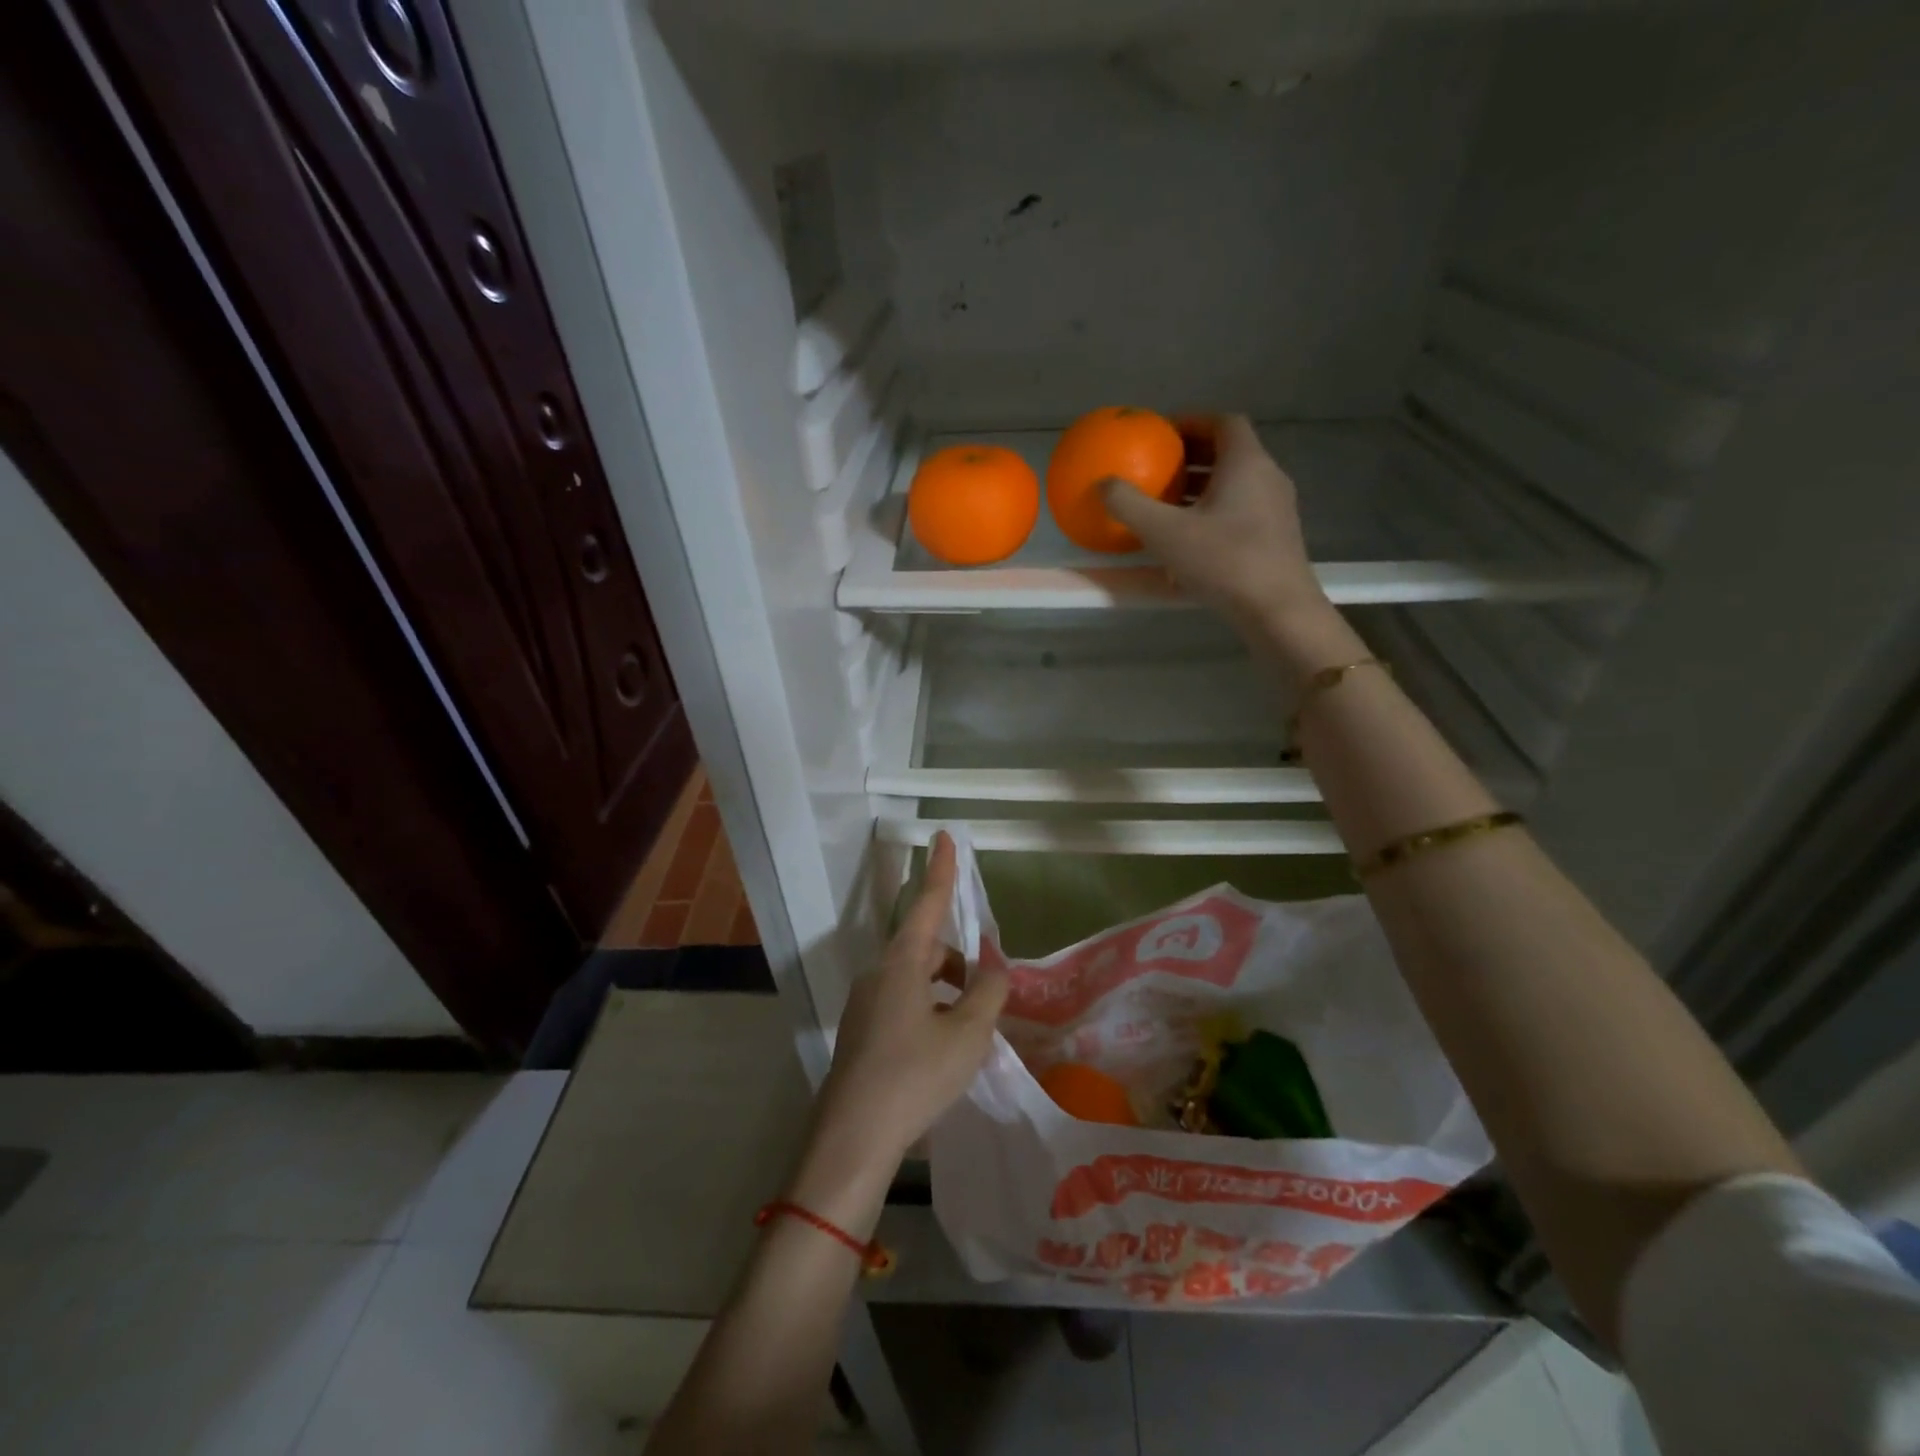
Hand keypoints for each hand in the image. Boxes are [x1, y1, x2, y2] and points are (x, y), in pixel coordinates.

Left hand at [795, 834, 1008, 1220]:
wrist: (853, 1137)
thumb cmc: (915, 1075)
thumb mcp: (967, 1034)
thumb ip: (988, 992)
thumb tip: (993, 968)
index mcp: (902, 964)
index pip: (928, 904)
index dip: (940, 870)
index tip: (942, 836)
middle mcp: (878, 974)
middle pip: (926, 950)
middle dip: (959, 963)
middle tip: (987, 998)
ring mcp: (865, 1004)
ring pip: (915, 980)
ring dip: (945, 993)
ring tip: (971, 1033)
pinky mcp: (861, 1032)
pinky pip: (902, 1005)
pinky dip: (929, 1013)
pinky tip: (943, 1052)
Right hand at [1101, 415, 1329, 640]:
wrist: (1278, 609)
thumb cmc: (1224, 561)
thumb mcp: (1165, 533)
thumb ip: (1130, 505)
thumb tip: (1103, 483)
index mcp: (1246, 463)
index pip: (1223, 422)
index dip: (1192, 421)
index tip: (1163, 432)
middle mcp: (1267, 478)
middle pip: (1229, 453)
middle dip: (1193, 455)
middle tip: (1159, 466)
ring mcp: (1276, 509)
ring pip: (1236, 484)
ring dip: (1202, 487)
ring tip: (1168, 503)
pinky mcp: (1276, 538)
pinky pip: (1241, 510)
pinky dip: (1214, 512)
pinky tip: (1190, 540)